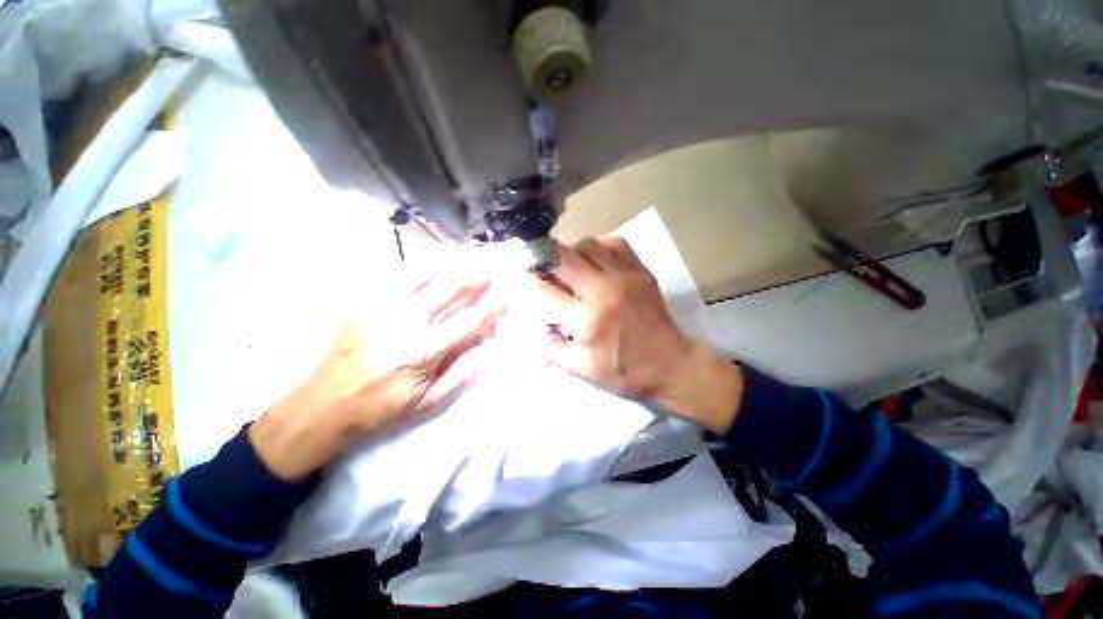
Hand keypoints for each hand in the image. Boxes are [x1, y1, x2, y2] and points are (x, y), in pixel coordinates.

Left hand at [249, 273, 501, 479]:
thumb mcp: (427, 402)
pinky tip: (428, 269)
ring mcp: (381, 309)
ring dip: (447, 268)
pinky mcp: (363, 304)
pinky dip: (418, 271)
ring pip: (422, 276)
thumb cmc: (380, 409)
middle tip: (489, 272)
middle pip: (448, 289)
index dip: (491, 307)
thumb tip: (490, 352)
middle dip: (473, 278)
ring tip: (463, 263)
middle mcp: (405, 322)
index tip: (506, 296)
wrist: (322, 406)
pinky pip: (395, 278)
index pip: (469, 322)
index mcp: (424, 351)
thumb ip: (461, 375)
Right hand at [523, 237, 742, 432]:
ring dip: (571, 252)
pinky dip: (599, 247)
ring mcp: (626, 277)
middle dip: (544, 258)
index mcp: (586, 321)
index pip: (543, 291)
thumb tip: (531, 324)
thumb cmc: (624, 372)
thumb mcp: (580, 369)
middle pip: (562, 256)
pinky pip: (615, 243)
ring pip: (588, 244)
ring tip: (570, 267)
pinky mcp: (641, 271)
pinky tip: (595, 261)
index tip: (523, 281)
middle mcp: (603, 292)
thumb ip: (549, 346)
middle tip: (542, 266)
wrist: (671, 366)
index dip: (527, 282)